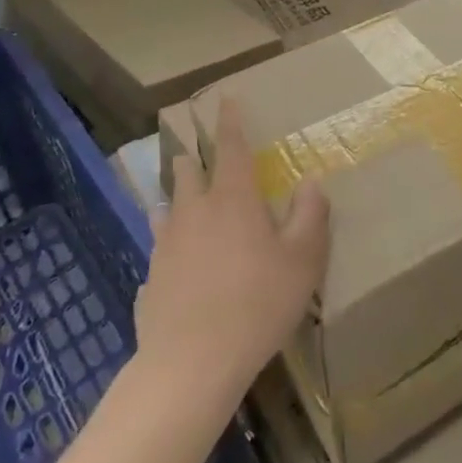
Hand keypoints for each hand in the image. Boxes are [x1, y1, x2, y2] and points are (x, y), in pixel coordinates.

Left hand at [134, 98, 330, 408]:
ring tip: (183, 208)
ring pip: (167, 208)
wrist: (192, 363)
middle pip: (187, 171)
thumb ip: (310, 217)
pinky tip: (176, 271)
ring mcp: (166, 245)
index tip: (225, 99)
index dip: (230, 121)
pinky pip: (158, 253)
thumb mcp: (302, 261)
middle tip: (200, 160)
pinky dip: (168, 250)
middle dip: (193, 159)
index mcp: (232, 199)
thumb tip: (311, 182)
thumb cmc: (257, 304)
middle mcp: (194, 211)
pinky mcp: (150, 279)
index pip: (230, 146)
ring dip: (177, 202)